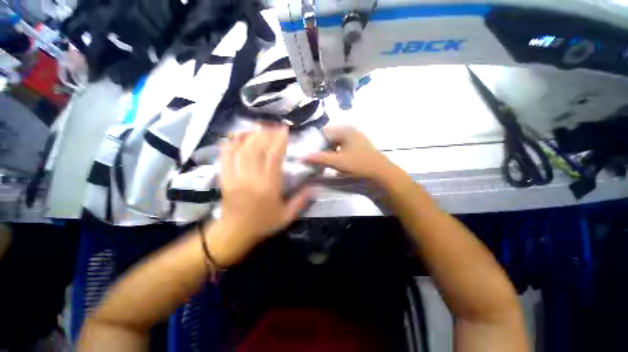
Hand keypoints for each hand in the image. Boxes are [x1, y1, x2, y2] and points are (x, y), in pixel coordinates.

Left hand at [205, 126, 310, 266]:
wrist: (234, 233)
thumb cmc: (262, 224)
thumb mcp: (286, 216)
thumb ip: (301, 201)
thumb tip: (313, 187)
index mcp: (268, 186)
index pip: (274, 157)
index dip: (280, 141)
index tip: (285, 131)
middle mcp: (251, 177)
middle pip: (256, 148)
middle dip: (266, 134)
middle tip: (274, 127)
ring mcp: (235, 176)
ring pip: (241, 149)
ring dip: (251, 135)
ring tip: (260, 128)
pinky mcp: (224, 177)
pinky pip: (225, 156)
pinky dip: (231, 143)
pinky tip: (237, 136)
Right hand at [306, 126, 400, 183]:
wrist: (382, 174)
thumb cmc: (359, 165)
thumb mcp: (337, 162)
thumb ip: (320, 158)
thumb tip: (303, 157)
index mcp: (345, 131)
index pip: (324, 133)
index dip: (315, 142)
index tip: (309, 153)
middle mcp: (350, 132)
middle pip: (330, 138)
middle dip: (321, 148)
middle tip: (315, 159)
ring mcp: (355, 140)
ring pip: (336, 144)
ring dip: (328, 153)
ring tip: (323, 162)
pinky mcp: (358, 148)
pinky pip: (342, 149)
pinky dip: (336, 155)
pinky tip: (334, 163)